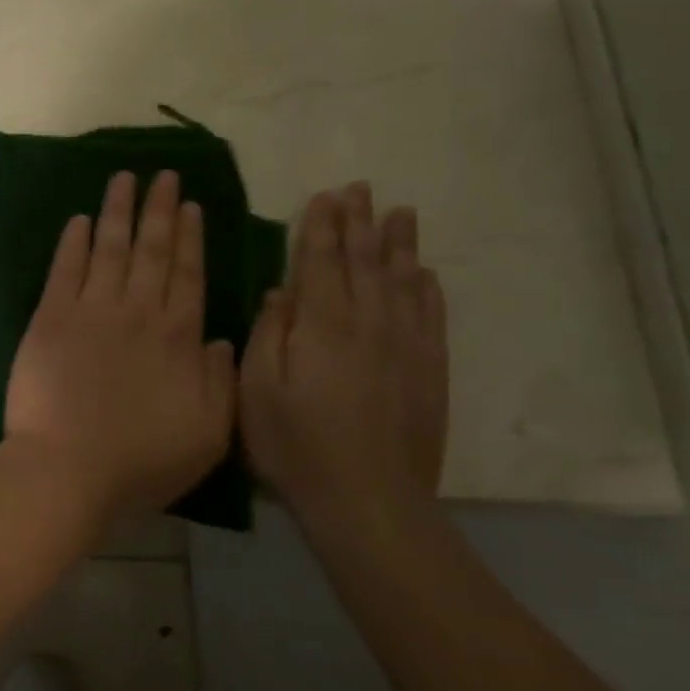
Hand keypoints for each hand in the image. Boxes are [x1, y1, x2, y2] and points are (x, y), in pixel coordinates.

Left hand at [3, 170, 236, 516]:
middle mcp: (137, 312)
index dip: (189, 238)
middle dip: (159, 209)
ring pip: (109, 248)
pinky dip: (73, 242)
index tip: (191, 205)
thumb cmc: (142, 460)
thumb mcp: (209, 433)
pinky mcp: (50, 318)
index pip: (188, 274)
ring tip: (124, 179)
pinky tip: (79, 220)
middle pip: (151, 250)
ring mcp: (90, 311)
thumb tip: (220, 338)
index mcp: (178, 337)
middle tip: (164, 174)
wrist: (69, 468)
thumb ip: (219, 380)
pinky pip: (64, 270)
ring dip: (118, 211)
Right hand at [240, 182, 449, 540]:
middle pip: (366, 262)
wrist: (369, 501)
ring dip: (399, 244)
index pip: (323, 262)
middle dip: (360, 223)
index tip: (325, 196)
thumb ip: (269, 334)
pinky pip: (431, 317)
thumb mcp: (258, 390)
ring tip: (400, 213)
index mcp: (322, 326)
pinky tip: (424, 274)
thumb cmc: (295, 445)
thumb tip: (281, 291)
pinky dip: (427, 289)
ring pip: (403, 282)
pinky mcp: (429, 372)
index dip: (323, 227)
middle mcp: (369, 325)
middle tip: (361, 189)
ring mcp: (406, 348)